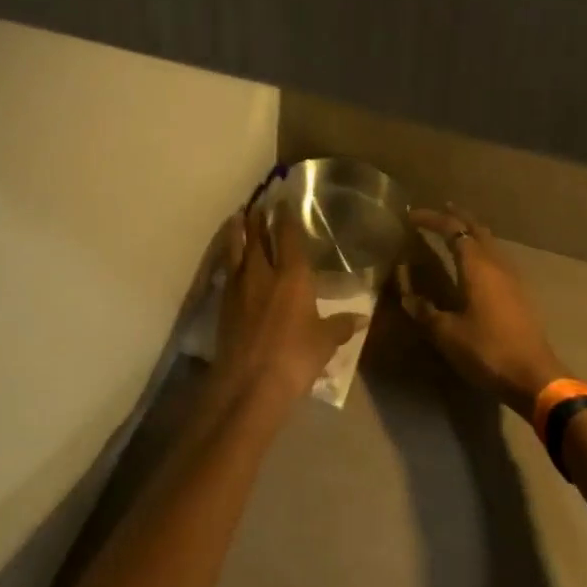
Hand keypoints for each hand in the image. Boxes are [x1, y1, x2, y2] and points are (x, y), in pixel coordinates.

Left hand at [212, 206, 359, 403]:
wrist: (248, 384)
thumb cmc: (295, 358)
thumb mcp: (324, 342)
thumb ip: (341, 325)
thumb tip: (363, 317)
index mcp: (292, 276)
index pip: (288, 237)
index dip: (286, 217)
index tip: (283, 201)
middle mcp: (263, 273)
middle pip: (258, 237)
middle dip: (258, 218)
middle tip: (258, 203)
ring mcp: (239, 287)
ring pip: (237, 250)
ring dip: (238, 232)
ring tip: (237, 217)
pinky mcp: (223, 304)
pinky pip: (227, 271)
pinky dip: (229, 259)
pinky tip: (231, 260)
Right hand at [397, 206, 565, 416]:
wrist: (534, 377)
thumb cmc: (487, 351)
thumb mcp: (447, 334)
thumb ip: (425, 311)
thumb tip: (407, 295)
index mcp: (477, 267)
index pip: (453, 230)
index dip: (431, 219)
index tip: (411, 215)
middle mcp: (496, 264)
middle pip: (477, 228)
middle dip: (456, 216)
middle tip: (437, 209)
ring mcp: (512, 277)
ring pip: (490, 241)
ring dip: (471, 231)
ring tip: (454, 230)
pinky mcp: (519, 292)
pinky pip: (497, 257)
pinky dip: (481, 248)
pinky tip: (475, 262)